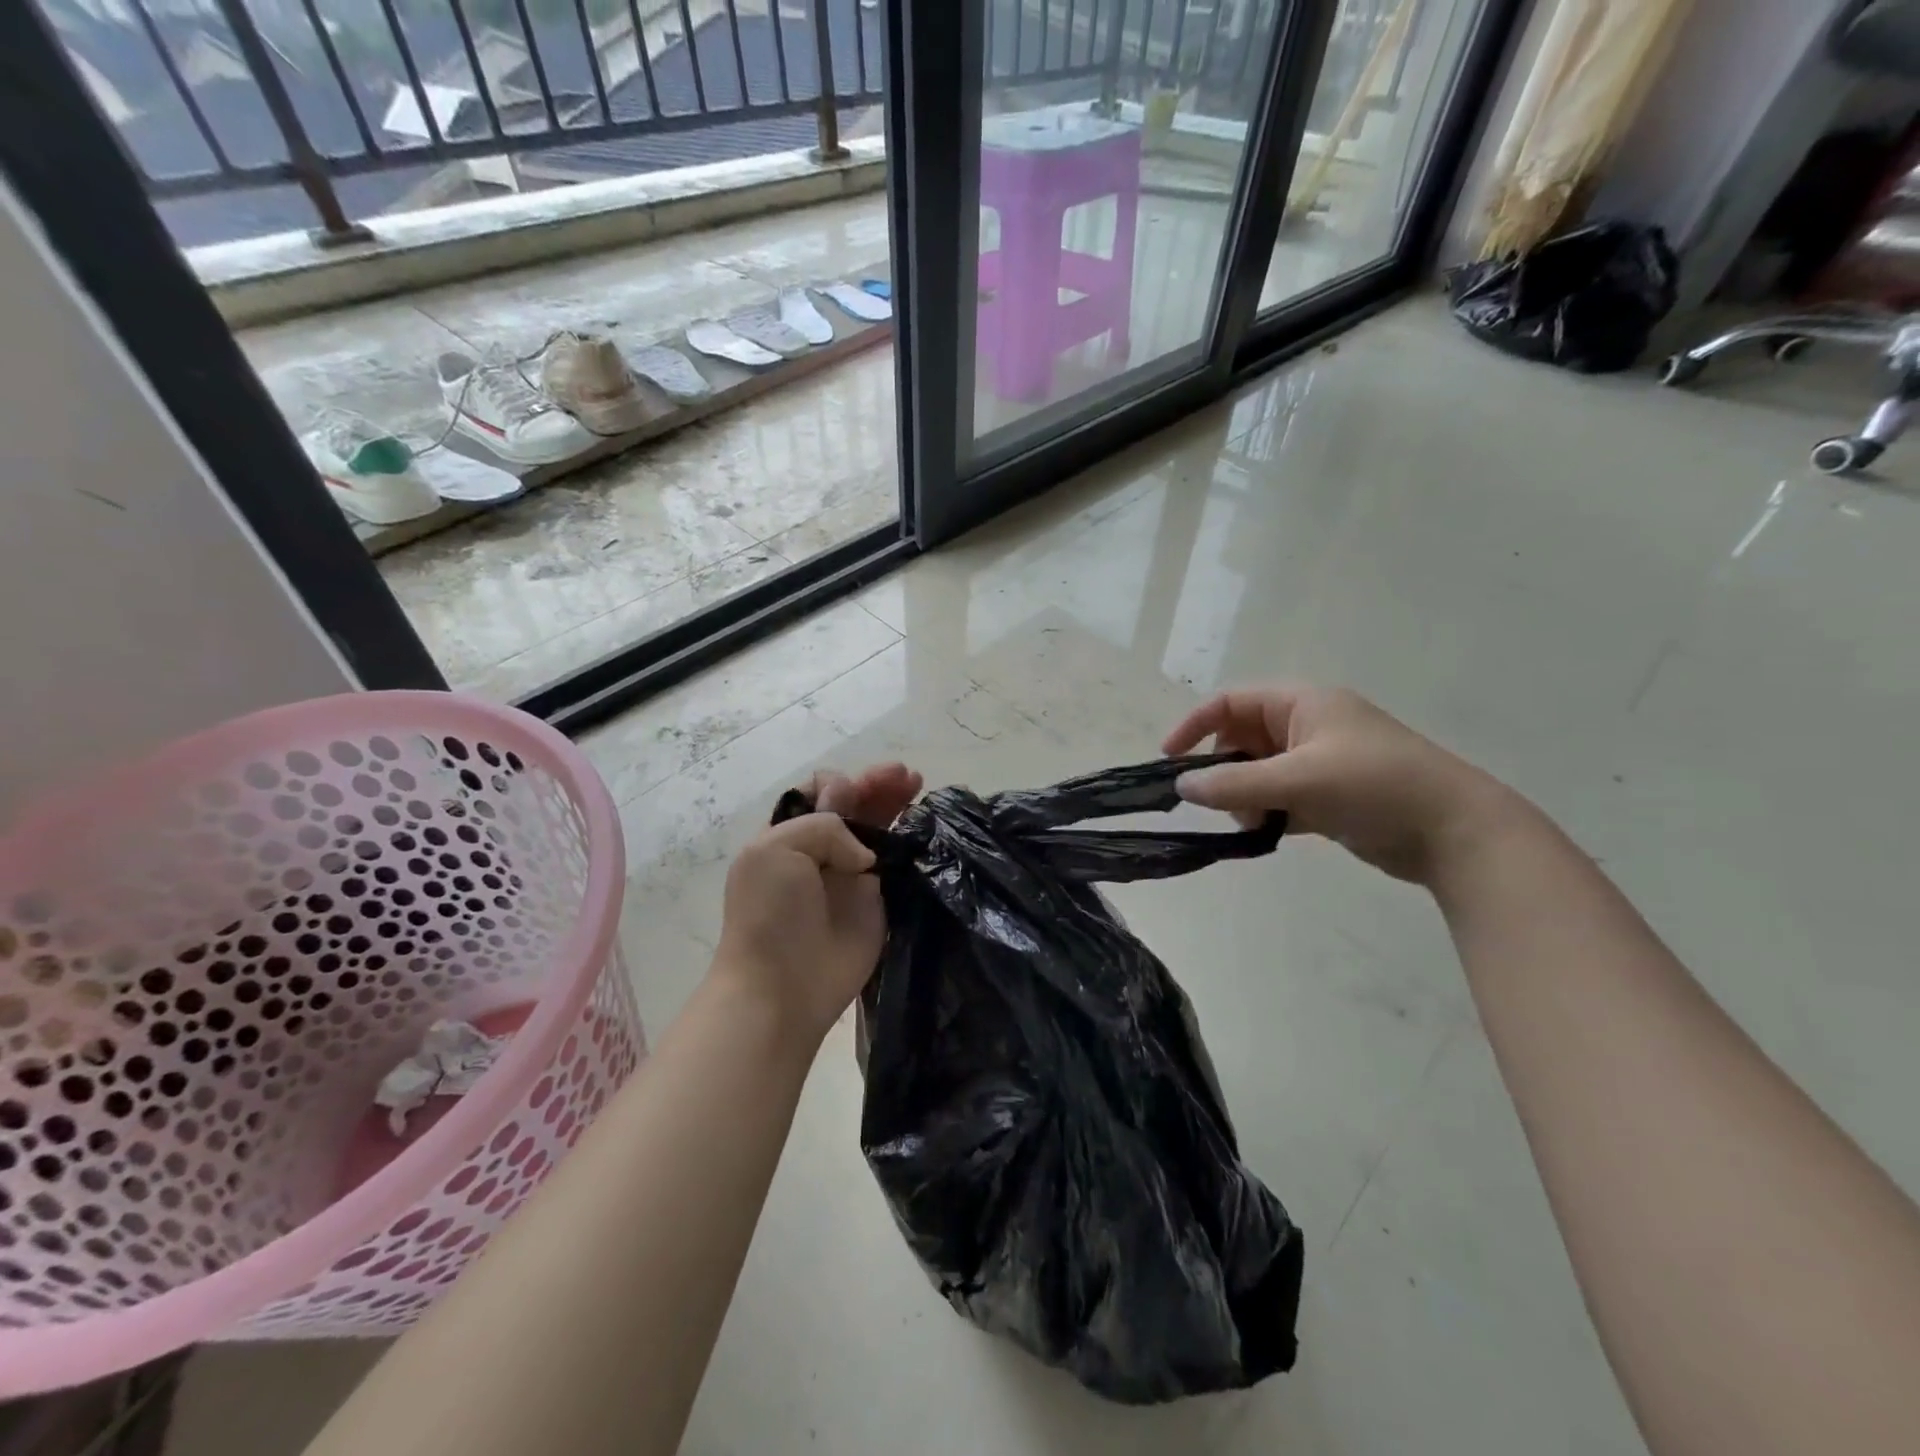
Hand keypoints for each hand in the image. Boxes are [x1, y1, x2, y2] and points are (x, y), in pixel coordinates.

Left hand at [714, 764, 921, 1041]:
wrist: (783, 986)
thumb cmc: (770, 914)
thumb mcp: (775, 849)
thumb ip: (823, 827)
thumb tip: (864, 853)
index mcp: (788, 833)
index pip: (818, 792)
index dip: (838, 784)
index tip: (851, 796)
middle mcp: (820, 850)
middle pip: (854, 805)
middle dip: (877, 784)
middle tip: (905, 776)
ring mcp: (850, 875)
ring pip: (878, 827)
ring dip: (896, 802)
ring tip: (916, 782)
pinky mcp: (877, 900)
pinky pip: (897, 862)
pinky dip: (910, 840)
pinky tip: (923, 824)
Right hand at [1163, 686, 1525, 884]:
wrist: (1456, 832)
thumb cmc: (1376, 786)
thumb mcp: (1300, 779)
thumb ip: (1235, 783)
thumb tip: (1182, 788)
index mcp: (1303, 703)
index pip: (1231, 702)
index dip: (1195, 725)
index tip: (1169, 760)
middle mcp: (1308, 726)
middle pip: (1242, 738)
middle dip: (1224, 769)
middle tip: (1219, 801)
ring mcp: (1320, 761)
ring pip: (1259, 772)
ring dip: (1246, 795)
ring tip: (1256, 821)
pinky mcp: (1330, 795)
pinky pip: (1280, 797)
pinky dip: (1268, 812)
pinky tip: (1270, 831)